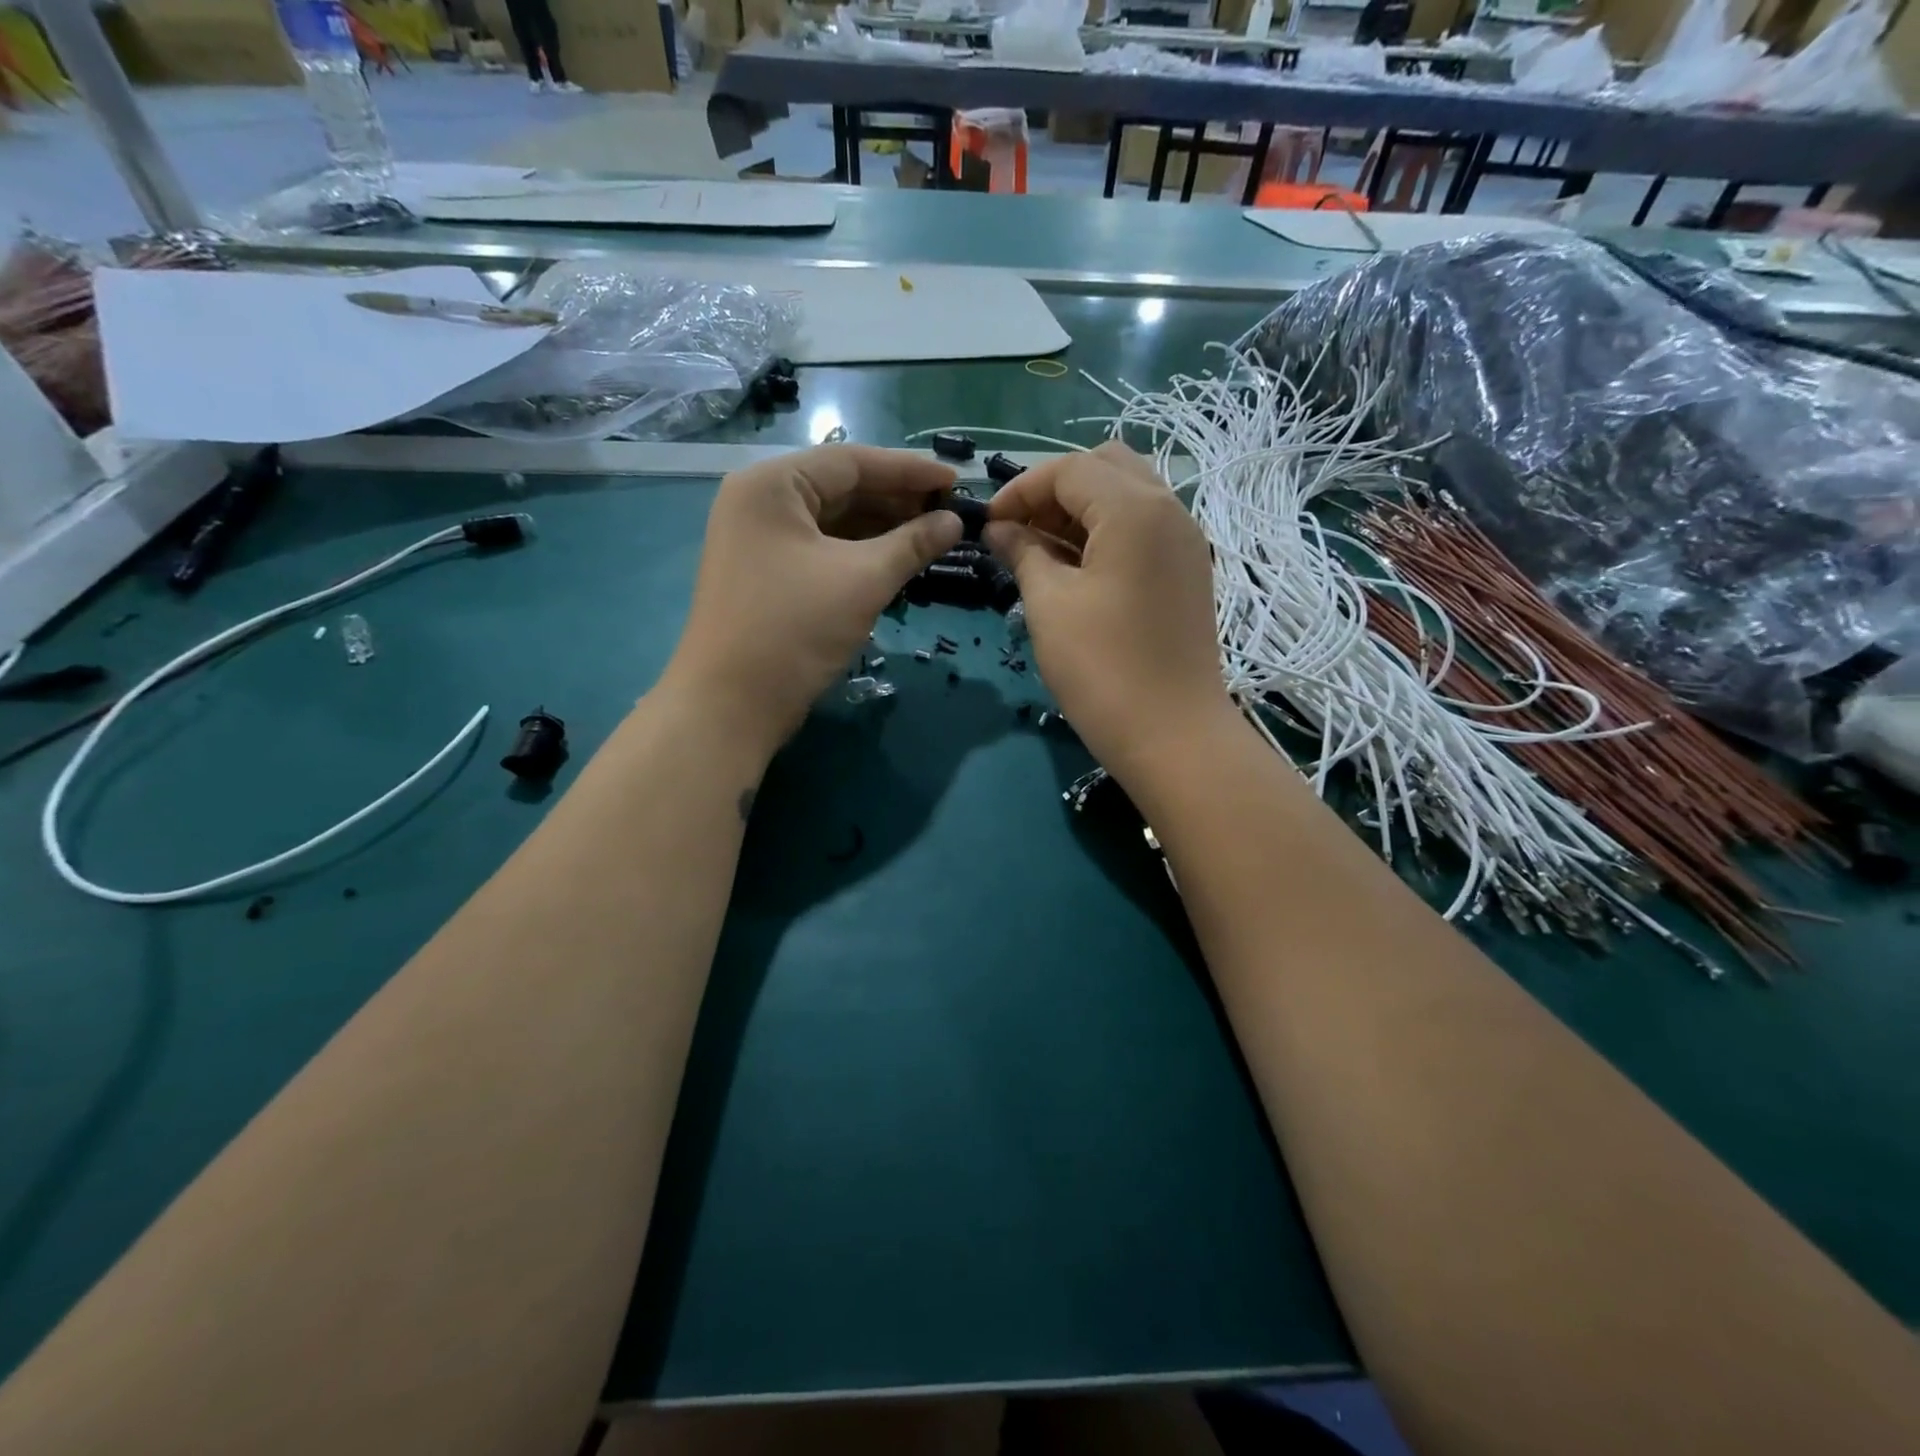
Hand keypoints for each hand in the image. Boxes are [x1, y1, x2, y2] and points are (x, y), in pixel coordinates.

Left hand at [662, 445, 961, 761]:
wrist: (731, 705)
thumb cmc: (795, 629)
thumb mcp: (862, 580)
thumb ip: (912, 544)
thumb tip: (956, 523)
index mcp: (773, 485)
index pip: (851, 462)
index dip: (909, 470)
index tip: (957, 480)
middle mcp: (761, 502)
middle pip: (842, 489)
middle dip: (897, 501)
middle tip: (950, 514)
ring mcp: (761, 541)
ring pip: (834, 523)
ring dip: (883, 530)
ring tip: (933, 538)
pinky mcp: (768, 576)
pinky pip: (823, 551)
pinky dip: (861, 555)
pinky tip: (898, 563)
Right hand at [984, 442, 1232, 784]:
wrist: (1173, 735)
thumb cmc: (1103, 668)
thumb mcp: (1050, 605)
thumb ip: (1023, 553)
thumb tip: (999, 530)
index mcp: (1134, 509)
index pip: (1069, 470)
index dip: (1020, 490)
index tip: (988, 526)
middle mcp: (1169, 509)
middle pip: (1105, 468)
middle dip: (1054, 490)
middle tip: (1020, 532)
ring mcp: (1185, 541)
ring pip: (1127, 495)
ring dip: (1081, 510)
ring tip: (1042, 551)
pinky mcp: (1188, 571)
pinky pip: (1144, 527)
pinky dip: (1107, 532)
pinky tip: (1077, 569)